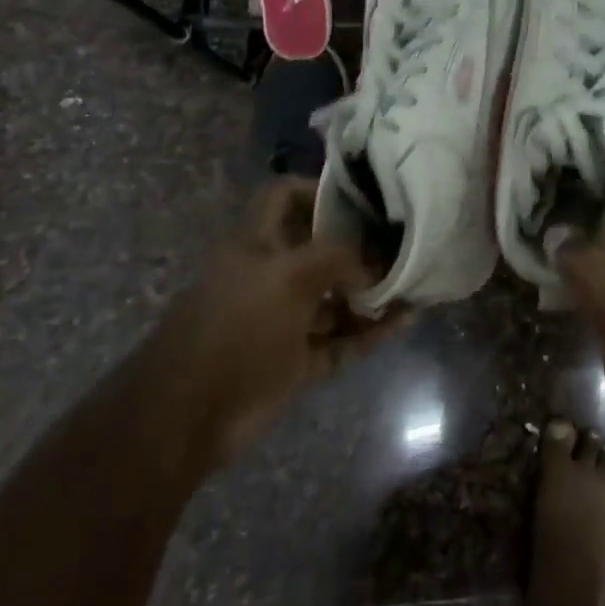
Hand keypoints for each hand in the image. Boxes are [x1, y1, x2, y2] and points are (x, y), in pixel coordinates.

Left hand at [166, 180, 407, 462]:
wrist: (189, 415)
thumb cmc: (237, 328)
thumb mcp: (289, 277)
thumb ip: (337, 258)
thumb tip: (372, 268)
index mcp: (256, 243)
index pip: (285, 197)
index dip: (319, 190)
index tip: (364, 198)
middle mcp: (270, 275)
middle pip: (319, 249)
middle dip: (360, 247)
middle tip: (403, 244)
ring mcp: (284, 320)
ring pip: (334, 299)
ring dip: (372, 293)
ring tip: (415, 284)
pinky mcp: (295, 360)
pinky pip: (341, 340)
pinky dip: (371, 332)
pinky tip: (406, 321)